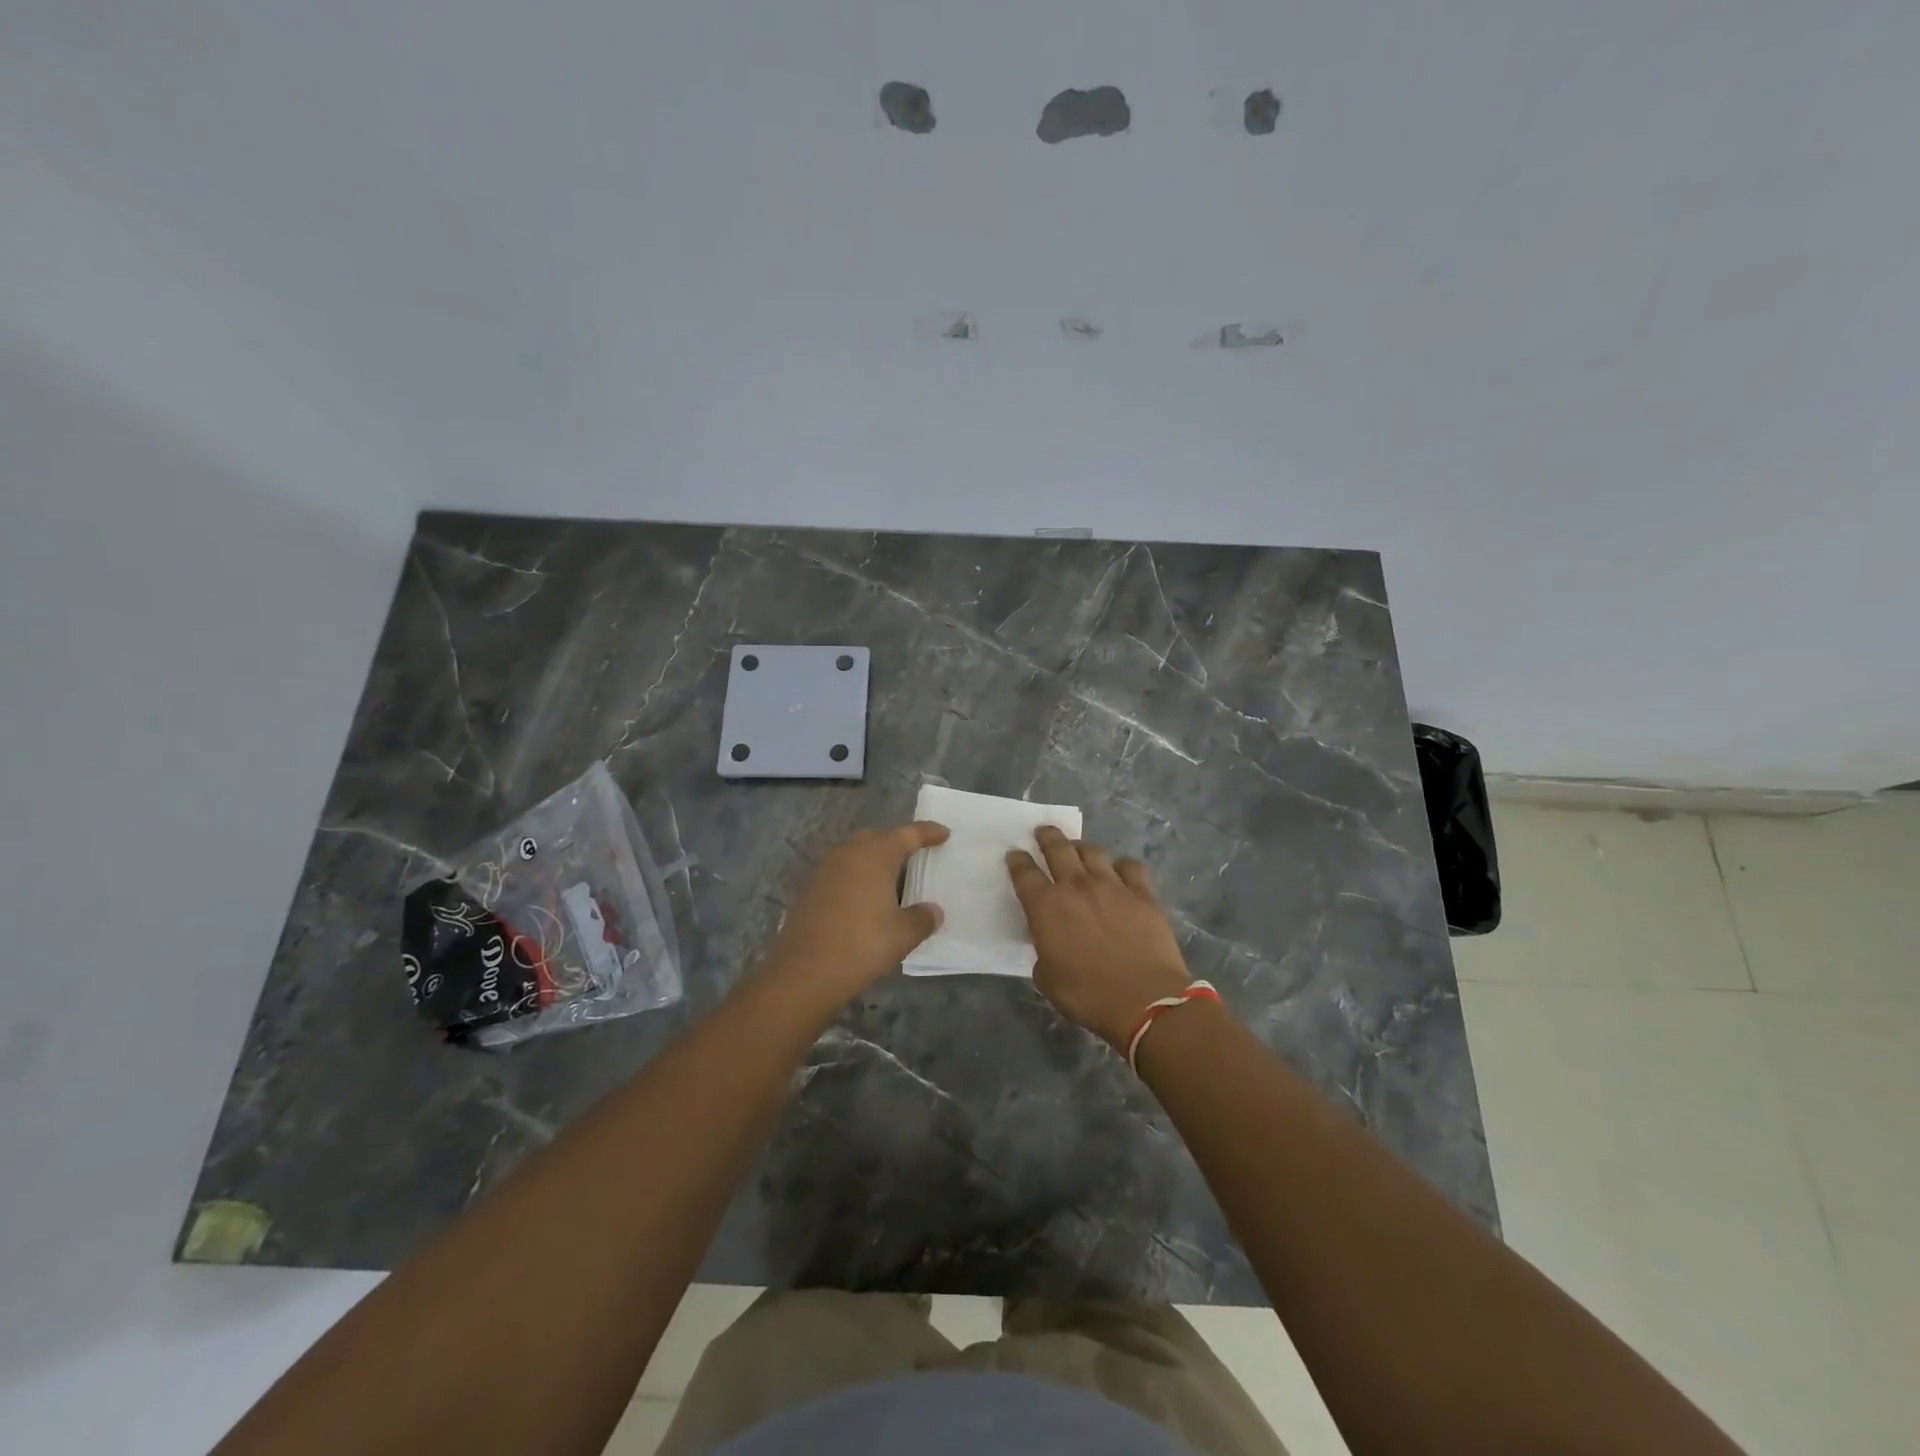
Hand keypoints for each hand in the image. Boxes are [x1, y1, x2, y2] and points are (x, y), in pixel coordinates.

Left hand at [760, 821, 948, 1012]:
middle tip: (916, 855)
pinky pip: (840, 871)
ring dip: (874, 860)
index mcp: (875, 855)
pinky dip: (856, 877)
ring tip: (892, 879)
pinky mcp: (809, 888)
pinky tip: (864, 899)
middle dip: (897, 842)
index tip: (945, 833)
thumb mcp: (903, 935)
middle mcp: (848, 853)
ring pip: (855, 853)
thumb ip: (923, 918)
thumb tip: (933, 911)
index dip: (928, 832)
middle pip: (877, 837)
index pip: (908, 834)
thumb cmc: (861, 945)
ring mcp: (824, 869)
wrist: (804, 972)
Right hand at [1007, 827, 1190, 1050]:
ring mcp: (1112, 886)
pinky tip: (1120, 870)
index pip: (1024, 874)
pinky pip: (1130, 866)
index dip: (1017, 861)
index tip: (1015, 854)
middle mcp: (1076, 887)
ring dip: (1081, 846)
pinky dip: (1121, 865)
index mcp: (1047, 908)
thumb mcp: (1048, 979)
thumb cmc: (1088, 996)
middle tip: (1043, 831)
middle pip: (1058, 849)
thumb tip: (1049, 941)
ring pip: (1093, 851)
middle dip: (1047, 836)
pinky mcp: (1143, 894)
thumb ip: (1043, 952)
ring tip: (1078, 847)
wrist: (1145, 1000)